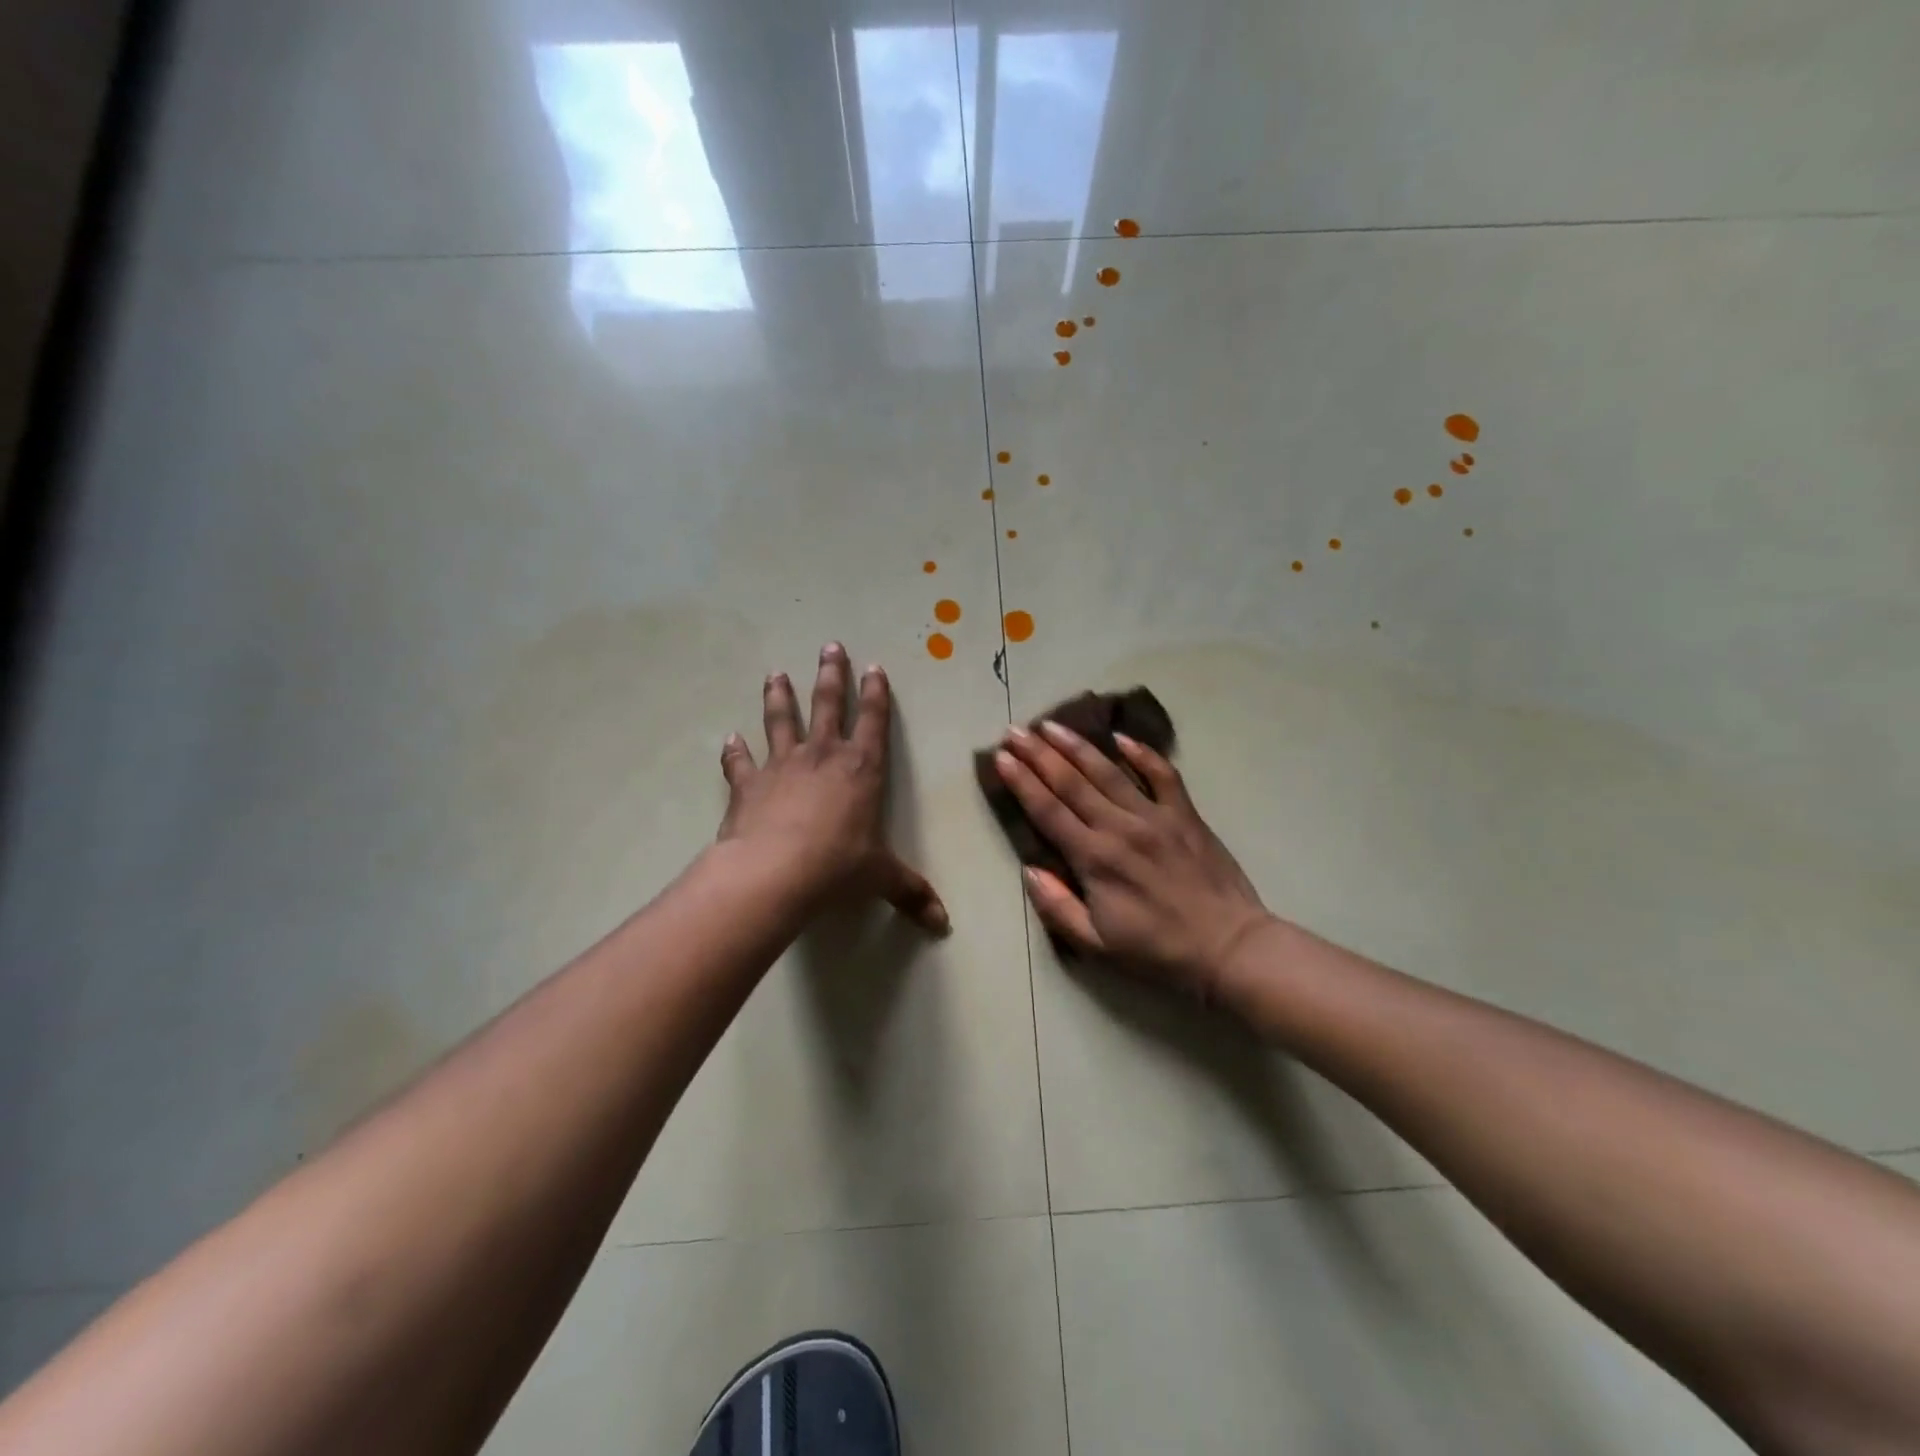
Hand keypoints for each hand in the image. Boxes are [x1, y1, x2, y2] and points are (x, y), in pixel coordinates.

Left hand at [718, 643, 947, 933]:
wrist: (775, 872)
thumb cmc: (838, 866)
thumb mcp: (881, 878)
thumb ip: (911, 893)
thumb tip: (943, 924)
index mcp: (861, 769)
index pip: (873, 721)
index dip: (875, 693)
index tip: (873, 667)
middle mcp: (823, 756)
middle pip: (827, 704)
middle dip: (831, 675)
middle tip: (829, 646)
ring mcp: (782, 765)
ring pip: (781, 720)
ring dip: (779, 696)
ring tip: (776, 674)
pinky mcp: (749, 783)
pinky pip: (740, 762)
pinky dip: (734, 751)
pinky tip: (728, 740)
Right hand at [994, 721, 1272, 999]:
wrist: (1230, 948)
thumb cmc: (1158, 952)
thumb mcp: (1097, 945)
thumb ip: (1058, 907)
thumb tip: (1029, 870)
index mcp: (1094, 859)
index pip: (1048, 811)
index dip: (1021, 782)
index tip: (1001, 758)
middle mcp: (1120, 828)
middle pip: (1071, 782)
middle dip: (1038, 754)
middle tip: (1015, 731)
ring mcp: (1156, 816)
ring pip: (1109, 771)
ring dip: (1076, 746)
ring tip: (1052, 725)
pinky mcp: (1186, 815)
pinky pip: (1162, 775)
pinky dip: (1142, 753)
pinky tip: (1121, 737)